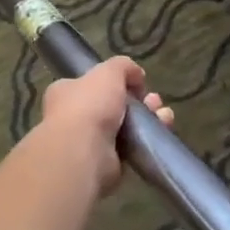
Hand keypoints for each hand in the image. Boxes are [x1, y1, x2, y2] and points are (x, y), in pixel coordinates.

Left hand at [38, 55, 171, 195]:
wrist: (84, 153)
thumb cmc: (89, 106)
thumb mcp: (108, 72)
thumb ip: (123, 66)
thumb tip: (136, 76)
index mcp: (65, 92)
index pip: (91, 84)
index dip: (115, 82)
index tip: (136, 83)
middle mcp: (74, 117)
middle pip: (113, 105)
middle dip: (138, 101)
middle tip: (154, 100)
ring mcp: (90, 142)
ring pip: (125, 126)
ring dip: (147, 118)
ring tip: (163, 115)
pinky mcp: (106, 163)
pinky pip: (131, 147)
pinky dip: (147, 139)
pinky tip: (163, 130)